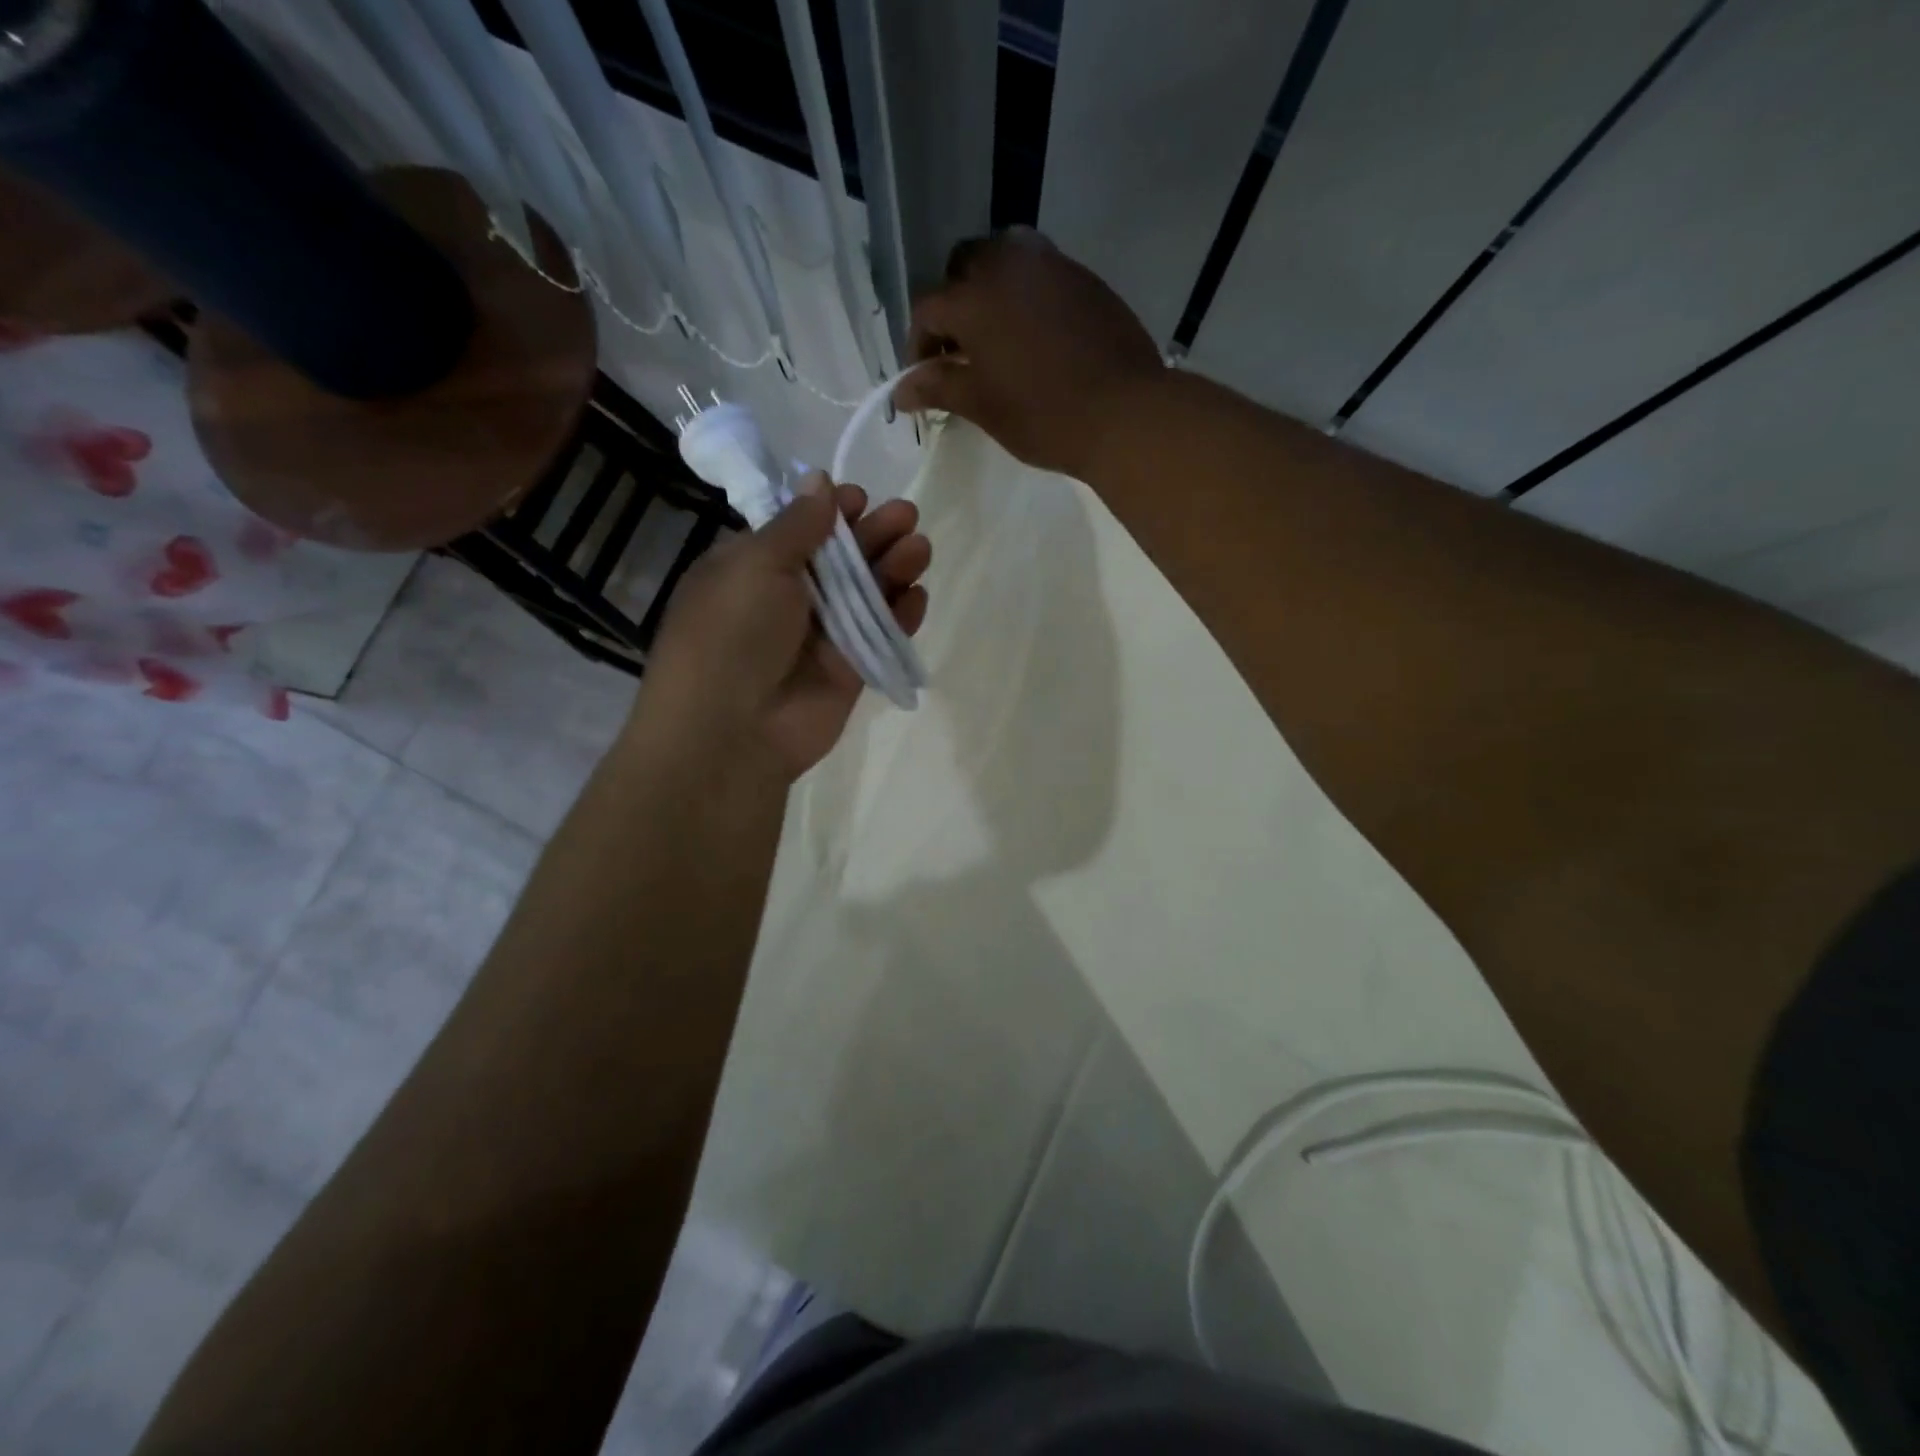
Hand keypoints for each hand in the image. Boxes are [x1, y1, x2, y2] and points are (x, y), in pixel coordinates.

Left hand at [643, 475, 930, 780]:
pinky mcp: (849, 670)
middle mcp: (788, 599)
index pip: (800, 530)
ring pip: (866, 594)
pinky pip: (880, 635)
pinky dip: (900, 616)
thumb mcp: (754, 564)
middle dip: (873, 534)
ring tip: (919, 549)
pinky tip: (917, 596)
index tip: (858, 498)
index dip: (831, 512)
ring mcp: (821, 636)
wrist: (732, 729)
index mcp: (752, 568)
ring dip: (893, 568)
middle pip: (841, 558)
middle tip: (907, 517)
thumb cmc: (732, 633)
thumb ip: (797, 525)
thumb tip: (820, 482)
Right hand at [891, 228, 1164, 478]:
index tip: (924, 379)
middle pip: (964, 268)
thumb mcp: (982, 406)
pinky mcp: (1085, 278)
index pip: (927, 310)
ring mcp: (1052, 265)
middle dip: (953, 305)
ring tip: (998, 337)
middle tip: (960, 351)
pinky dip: (1027, 296)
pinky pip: (1042, 274)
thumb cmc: (1043, 416)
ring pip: (1005, 259)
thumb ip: (938, 387)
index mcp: (974, 298)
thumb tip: (900, 391)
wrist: (1123, 413)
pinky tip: (1037, 335)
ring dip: (991, 290)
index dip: (918, 346)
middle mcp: (1008, 265)